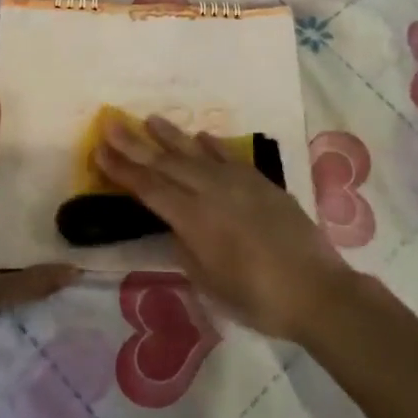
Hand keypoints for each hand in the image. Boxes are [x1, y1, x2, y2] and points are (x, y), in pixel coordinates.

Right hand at [96, 114, 352, 341]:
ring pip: (197, 153)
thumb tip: (176, 226)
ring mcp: (239, 184)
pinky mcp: (262, 183)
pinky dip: (212, 146)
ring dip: (171, 136)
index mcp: (194, 219)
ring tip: (150, 119)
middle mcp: (212, 192)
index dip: (122, 170)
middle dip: (136, 144)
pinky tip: (200, 137)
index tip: (99, 149)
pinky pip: (229, 157)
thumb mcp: (209, 283)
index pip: (149, 188)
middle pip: (167, 163)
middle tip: (112, 123)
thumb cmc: (257, 298)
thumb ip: (187, 249)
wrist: (317, 291)